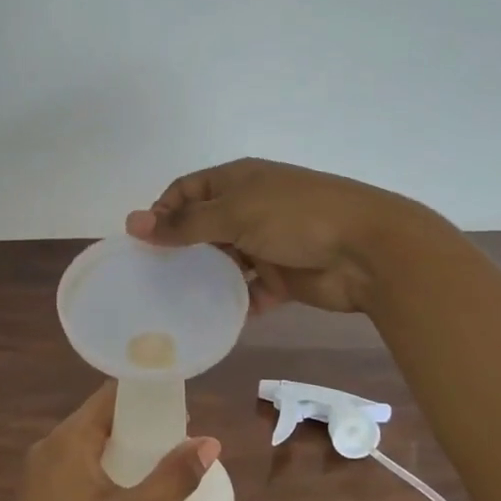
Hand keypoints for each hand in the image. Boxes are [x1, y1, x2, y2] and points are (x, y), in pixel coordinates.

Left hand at [0, 381, 220, 500]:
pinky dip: (104, 466)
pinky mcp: (37, 497)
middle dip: (139, 423)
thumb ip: (173, 479)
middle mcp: (48, 447)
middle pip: (99, 418)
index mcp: (67, 440)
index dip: (145, 392)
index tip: (178, 402)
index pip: (110, 394)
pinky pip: (76, 465)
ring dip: (122, 447)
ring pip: (88, 444)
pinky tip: (126, 490)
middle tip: (177, 436)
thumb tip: (210, 443)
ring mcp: (38, 473)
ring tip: (160, 462)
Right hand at [125, 158, 419, 313]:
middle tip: (153, 278)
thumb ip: (184, 224)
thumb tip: (132, 222)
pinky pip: (251, 291)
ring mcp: (268, 243)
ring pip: (226, 261)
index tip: (143, 243)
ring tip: (176, 303)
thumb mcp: (235, 214)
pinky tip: (215, 320)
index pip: (187, 190)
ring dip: (207, 279)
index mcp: (239, 181)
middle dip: (182, 249)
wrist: (369, 251)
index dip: (163, 211)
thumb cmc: (297, 218)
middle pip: (205, 227)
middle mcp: (251, 208)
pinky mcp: (284, 277)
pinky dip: (236, 303)